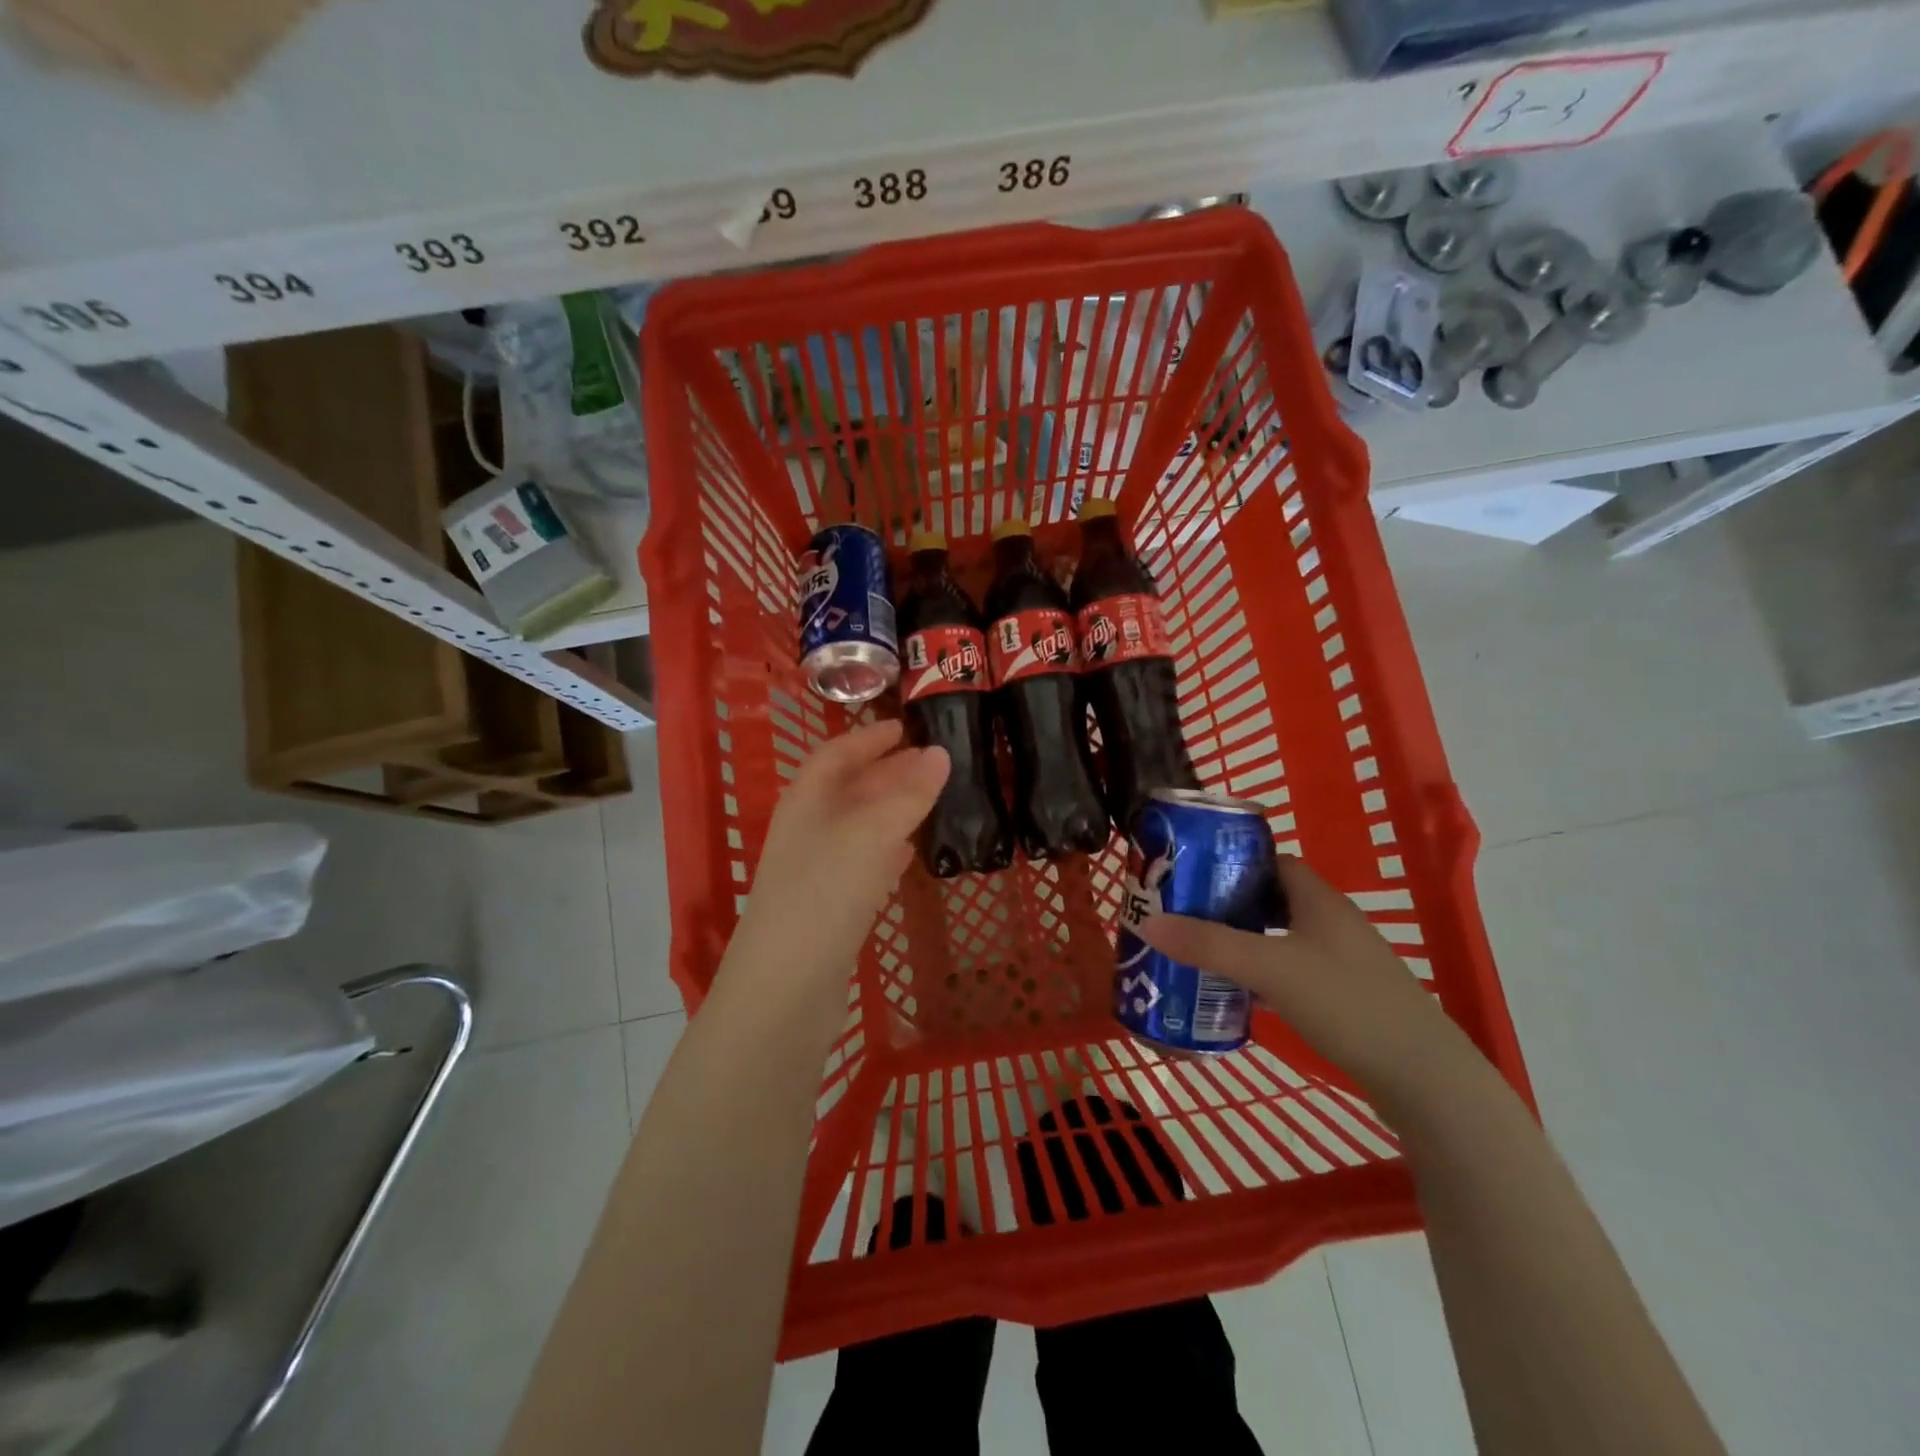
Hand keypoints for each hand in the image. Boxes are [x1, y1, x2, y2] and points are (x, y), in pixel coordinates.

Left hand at [724, 721, 947, 992]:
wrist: (784, 989)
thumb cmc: (823, 894)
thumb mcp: (870, 835)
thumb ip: (907, 795)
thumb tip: (940, 753)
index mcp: (806, 801)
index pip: (837, 754)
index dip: (869, 738)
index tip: (905, 726)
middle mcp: (808, 829)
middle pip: (849, 788)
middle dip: (888, 771)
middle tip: (932, 761)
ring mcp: (818, 871)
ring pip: (859, 826)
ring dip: (892, 809)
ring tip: (931, 799)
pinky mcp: (831, 908)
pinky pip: (863, 863)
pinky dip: (887, 850)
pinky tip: (909, 852)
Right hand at [1138, 856, 1474, 1106]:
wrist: (1425, 1079)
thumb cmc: (1347, 1004)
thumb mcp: (1270, 967)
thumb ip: (1209, 944)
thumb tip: (1148, 923)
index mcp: (1319, 899)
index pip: (1271, 860)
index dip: (1232, 860)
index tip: (1190, 872)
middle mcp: (1332, 922)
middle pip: (1271, 898)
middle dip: (1228, 903)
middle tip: (1184, 913)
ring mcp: (1342, 962)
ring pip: (1280, 937)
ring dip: (1243, 940)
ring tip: (1199, 951)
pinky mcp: (1345, 998)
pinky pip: (1291, 971)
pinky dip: (1262, 974)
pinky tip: (1238, 993)